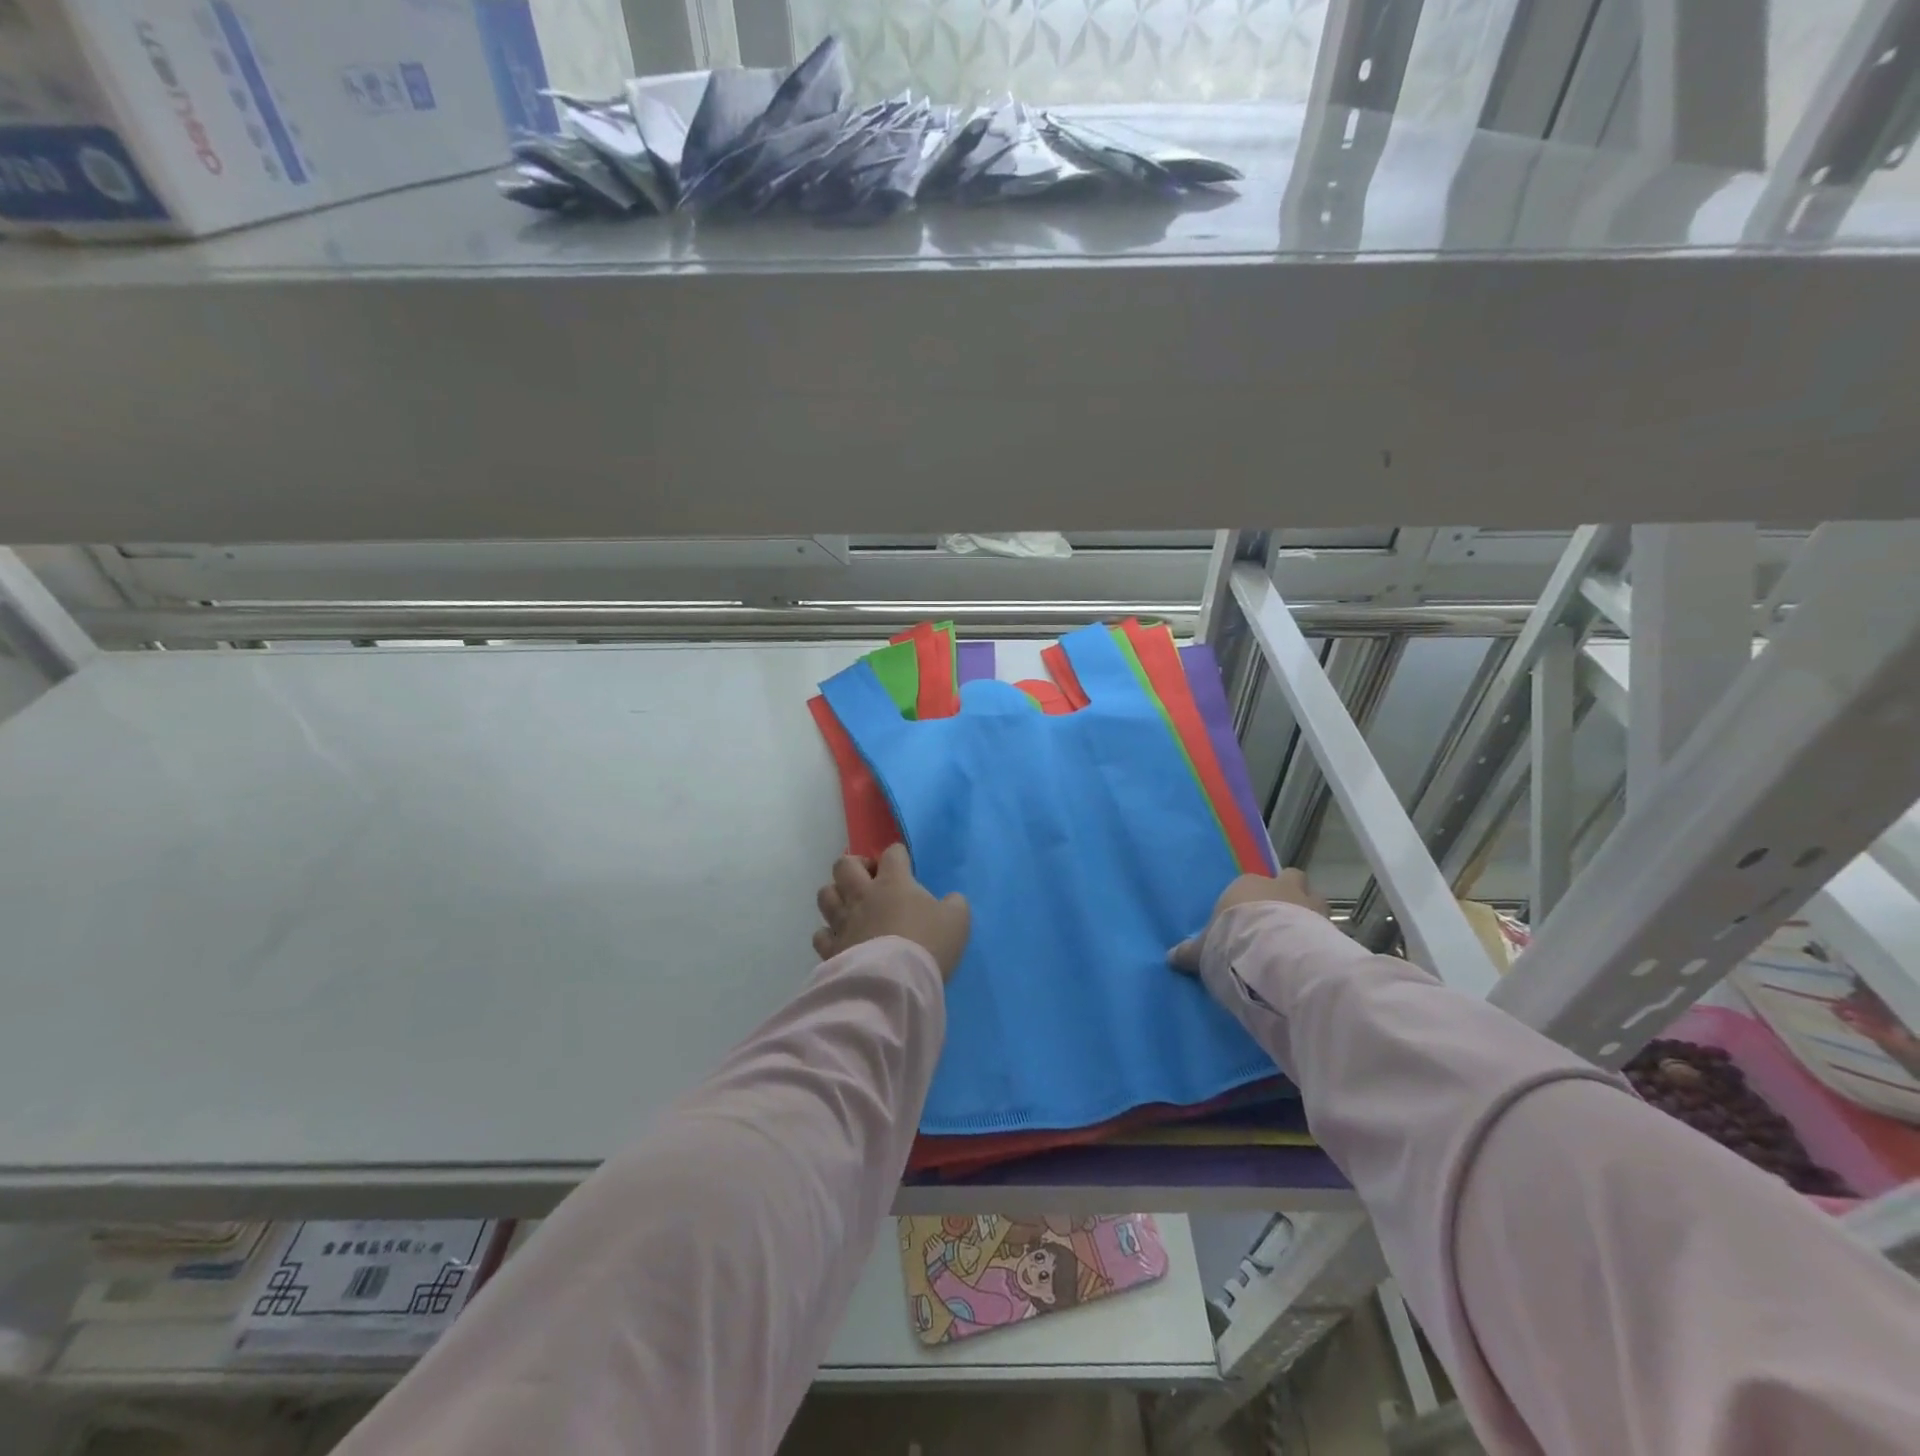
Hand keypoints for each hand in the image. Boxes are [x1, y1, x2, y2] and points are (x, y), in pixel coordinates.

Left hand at [813, 843, 970, 980]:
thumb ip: (955, 904)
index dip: (898, 855)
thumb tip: (951, 899)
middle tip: (870, 880)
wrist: (896, 982)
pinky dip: (828, 933)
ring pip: (825, 894)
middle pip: (844, 865)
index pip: (892, 853)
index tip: (904, 866)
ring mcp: (843, 921)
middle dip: (855, 866)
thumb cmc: (929, 944)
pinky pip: (820, 934)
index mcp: (894, 882)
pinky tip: (841, 939)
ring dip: (836, 895)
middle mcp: (862, 896)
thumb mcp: (957, 921)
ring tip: (851, 905)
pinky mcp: (831, 949)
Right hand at [1168, 869, 1328, 973]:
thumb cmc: (1232, 939)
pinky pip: (1328, 926)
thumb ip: (1189, 952)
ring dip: (1309, 913)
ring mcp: (1309, 902)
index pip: (1250, 884)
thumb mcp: (1202, 949)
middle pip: (1290, 880)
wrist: (1273, 951)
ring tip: (1301, 938)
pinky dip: (1323, 937)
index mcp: (1247, 884)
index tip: (1247, 922)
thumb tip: (1170, 957)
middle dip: (1289, 895)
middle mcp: (1280, 886)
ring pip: (1314, 898)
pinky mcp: (1329, 924)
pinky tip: (1315, 955)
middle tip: (1281, 920)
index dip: (1252, 900)